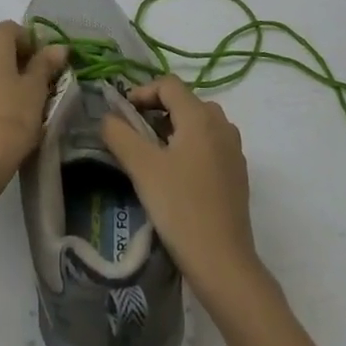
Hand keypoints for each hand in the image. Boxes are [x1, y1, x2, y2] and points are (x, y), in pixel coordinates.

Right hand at [101, 75, 266, 306]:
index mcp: (201, 116)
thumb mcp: (142, 168)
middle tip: (133, 134)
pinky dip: (190, 145)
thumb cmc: (180, 207)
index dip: (142, 92)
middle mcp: (222, 124)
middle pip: (185, 101)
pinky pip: (210, 143)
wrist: (222, 261)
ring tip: (152, 154)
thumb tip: (107, 117)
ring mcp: (234, 148)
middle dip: (156, 111)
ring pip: (198, 123)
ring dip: (173, 128)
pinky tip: (176, 174)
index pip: (168, 84)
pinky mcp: (238, 171)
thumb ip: (120, 135)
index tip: (122, 114)